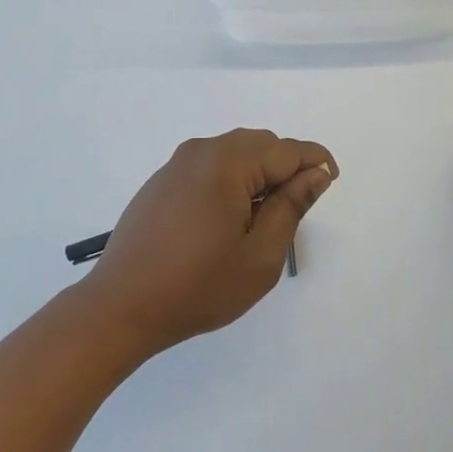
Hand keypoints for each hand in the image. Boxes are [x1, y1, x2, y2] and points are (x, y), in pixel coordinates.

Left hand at [81, 129, 336, 356]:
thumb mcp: (260, 256)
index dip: (315, 162)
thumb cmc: (197, 287)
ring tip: (264, 217)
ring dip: (259, 173)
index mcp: (227, 163)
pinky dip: (232, 179)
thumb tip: (316, 173)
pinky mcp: (163, 180)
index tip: (332, 182)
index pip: (286, 150)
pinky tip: (229, 217)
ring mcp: (177, 164)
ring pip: (235, 152)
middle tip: (296, 209)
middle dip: (286, 167)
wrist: (120, 307)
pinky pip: (210, 164)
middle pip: (260, 144)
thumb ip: (291, 207)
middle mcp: (201, 151)